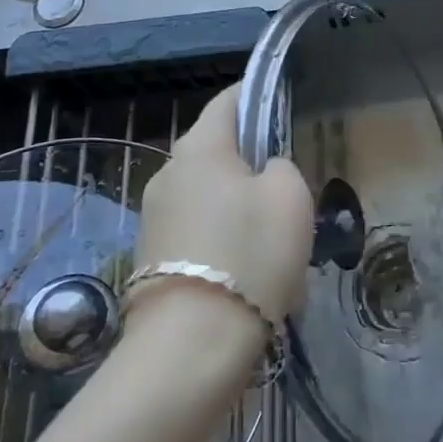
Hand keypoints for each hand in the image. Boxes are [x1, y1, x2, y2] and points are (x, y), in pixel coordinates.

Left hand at [137, 85, 312, 325]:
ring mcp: (153, 217)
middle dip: (252, 165)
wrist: (192, 346)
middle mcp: (168, 173)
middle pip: (218, 152)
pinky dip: (223, 243)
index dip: (256, 95)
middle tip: (287, 192)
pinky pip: (197, 234)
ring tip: (273, 247)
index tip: (281, 103)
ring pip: (210, 197)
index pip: (229, 100)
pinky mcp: (151, 258)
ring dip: (239, 210)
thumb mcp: (291, 196)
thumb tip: (265, 172)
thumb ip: (282, 167)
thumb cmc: (250, 254)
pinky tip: (249, 278)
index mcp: (200, 147)